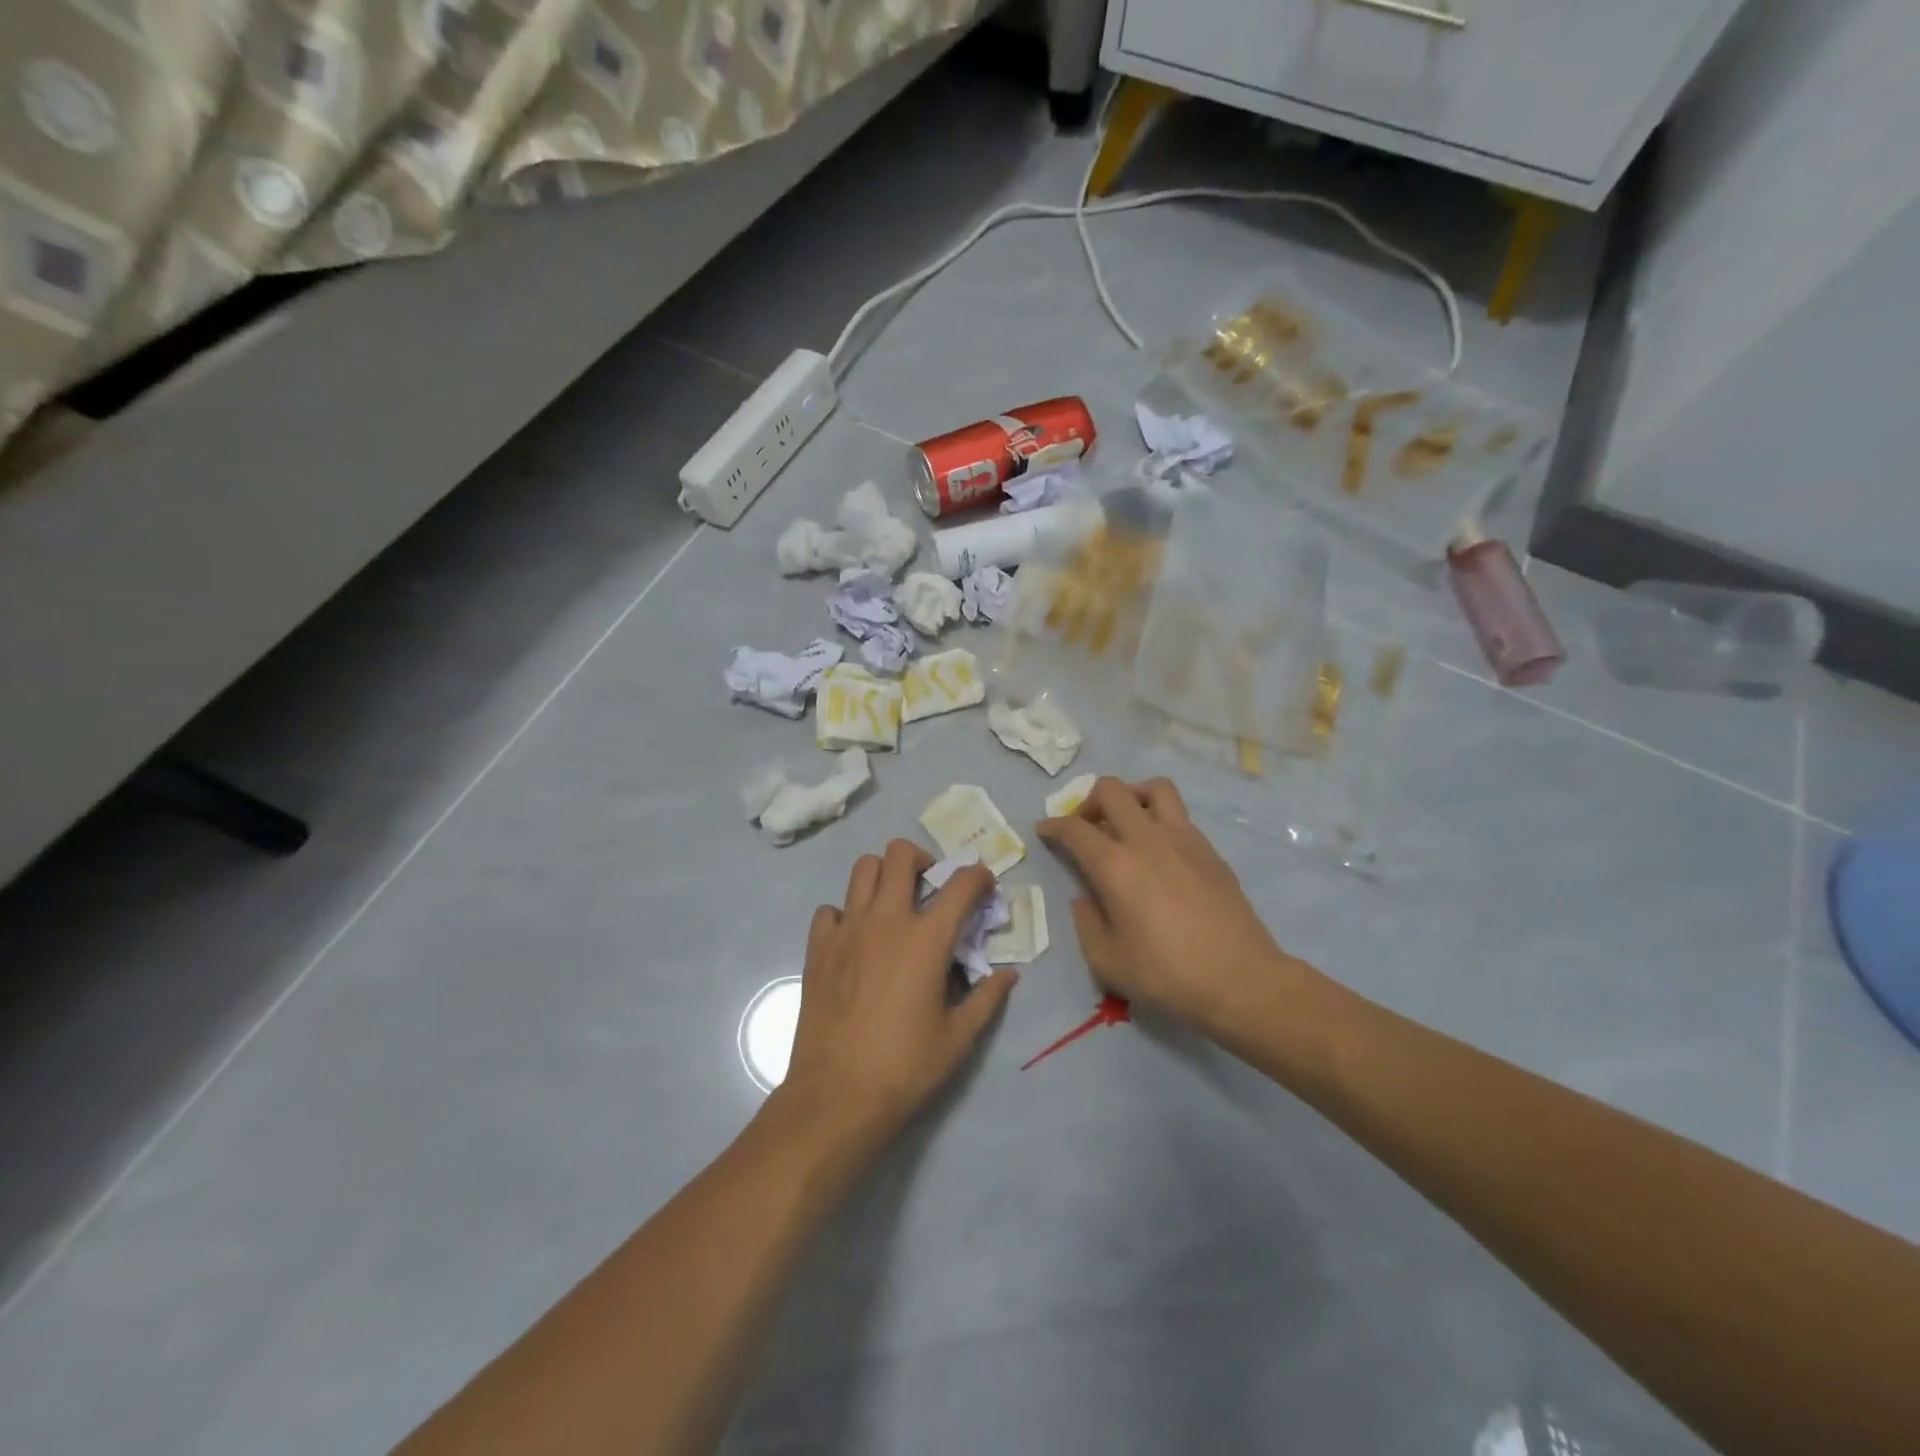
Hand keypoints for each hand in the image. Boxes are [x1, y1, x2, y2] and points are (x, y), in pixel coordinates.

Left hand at [780, 840, 1017, 1144]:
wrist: (837, 1095)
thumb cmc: (905, 1067)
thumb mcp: (958, 1038)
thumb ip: (987, 998)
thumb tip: (1008, 975)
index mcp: (926, 939)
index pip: (961, 884)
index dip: (979, 876)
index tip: (984, 886)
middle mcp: (886, 920)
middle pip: (900, 854)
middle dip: (922, 859)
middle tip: (930, 886)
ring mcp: (847, 930)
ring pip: (862, 868)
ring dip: (883, 875)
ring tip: (893, 903)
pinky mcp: (818, 947)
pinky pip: (830, 909)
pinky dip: (845, 913)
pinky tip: (855, 938)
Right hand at [1038, 777, 1309, 1030]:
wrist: (1241, 980)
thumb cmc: (1167, 975)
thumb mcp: (1107, 961)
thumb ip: (1086, 922)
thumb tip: (1084, 897)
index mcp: (1115, 865)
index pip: (1074, 828)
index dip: (1053, 825)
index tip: (1044, 830)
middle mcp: (1147, 839)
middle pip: (1112, 790)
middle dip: (1089, 801)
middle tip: (1085, 828)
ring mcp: (1184, 838)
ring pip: (1153, 788)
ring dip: (1131, 796)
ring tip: (1126, 823)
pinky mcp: (1209, 849)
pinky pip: (1179, 815)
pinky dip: (1160, 819)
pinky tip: (1159, 852)